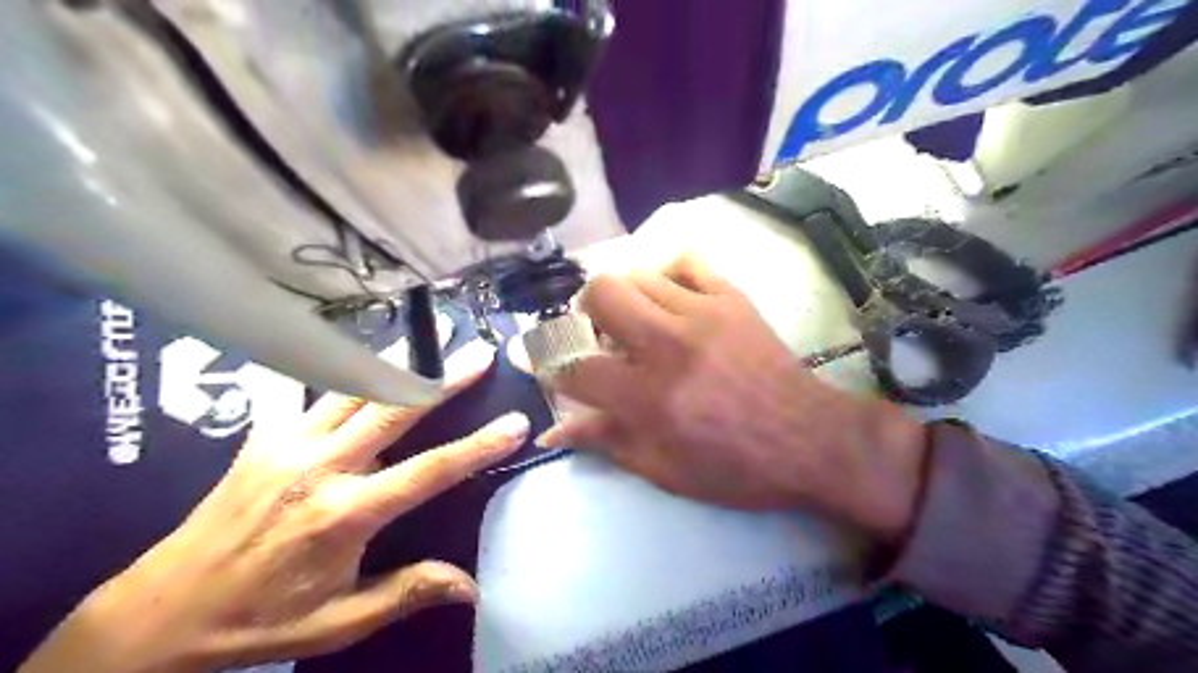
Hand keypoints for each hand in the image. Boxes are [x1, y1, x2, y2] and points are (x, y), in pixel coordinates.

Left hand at [18, 342, 526, 671]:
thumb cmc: (258, 621)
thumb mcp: (338, 624)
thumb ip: (406, 593)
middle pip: (394, 409)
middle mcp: (321, 466)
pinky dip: (330, 366)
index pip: (429, 471)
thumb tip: (472, 586)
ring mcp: (287, 444)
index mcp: (345, 514)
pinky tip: (348, 349)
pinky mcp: (263, 437)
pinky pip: (300, 389)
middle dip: (442, 379)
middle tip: (478, 354)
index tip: (516, 423)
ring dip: (395, 362)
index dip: (478, 446)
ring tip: (428, 341)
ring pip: (351, 387)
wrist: (158, 614)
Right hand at [542, 255, 925, 543]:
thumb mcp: (665, 470)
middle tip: (596, 335)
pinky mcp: (731, 298)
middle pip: (600, 293)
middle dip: (583, 312)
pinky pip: (686, 261)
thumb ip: (606, 442)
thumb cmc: (736, 467)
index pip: (575, 365)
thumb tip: (552, 433)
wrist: (810, 439)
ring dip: (622, 296)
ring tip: (633, 320)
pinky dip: (666, 273)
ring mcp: (703, 313)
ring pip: (637, 273)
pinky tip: (668, 295)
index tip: (542, 360)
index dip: (547, 361)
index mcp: (649, 397)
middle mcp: (669, 344)